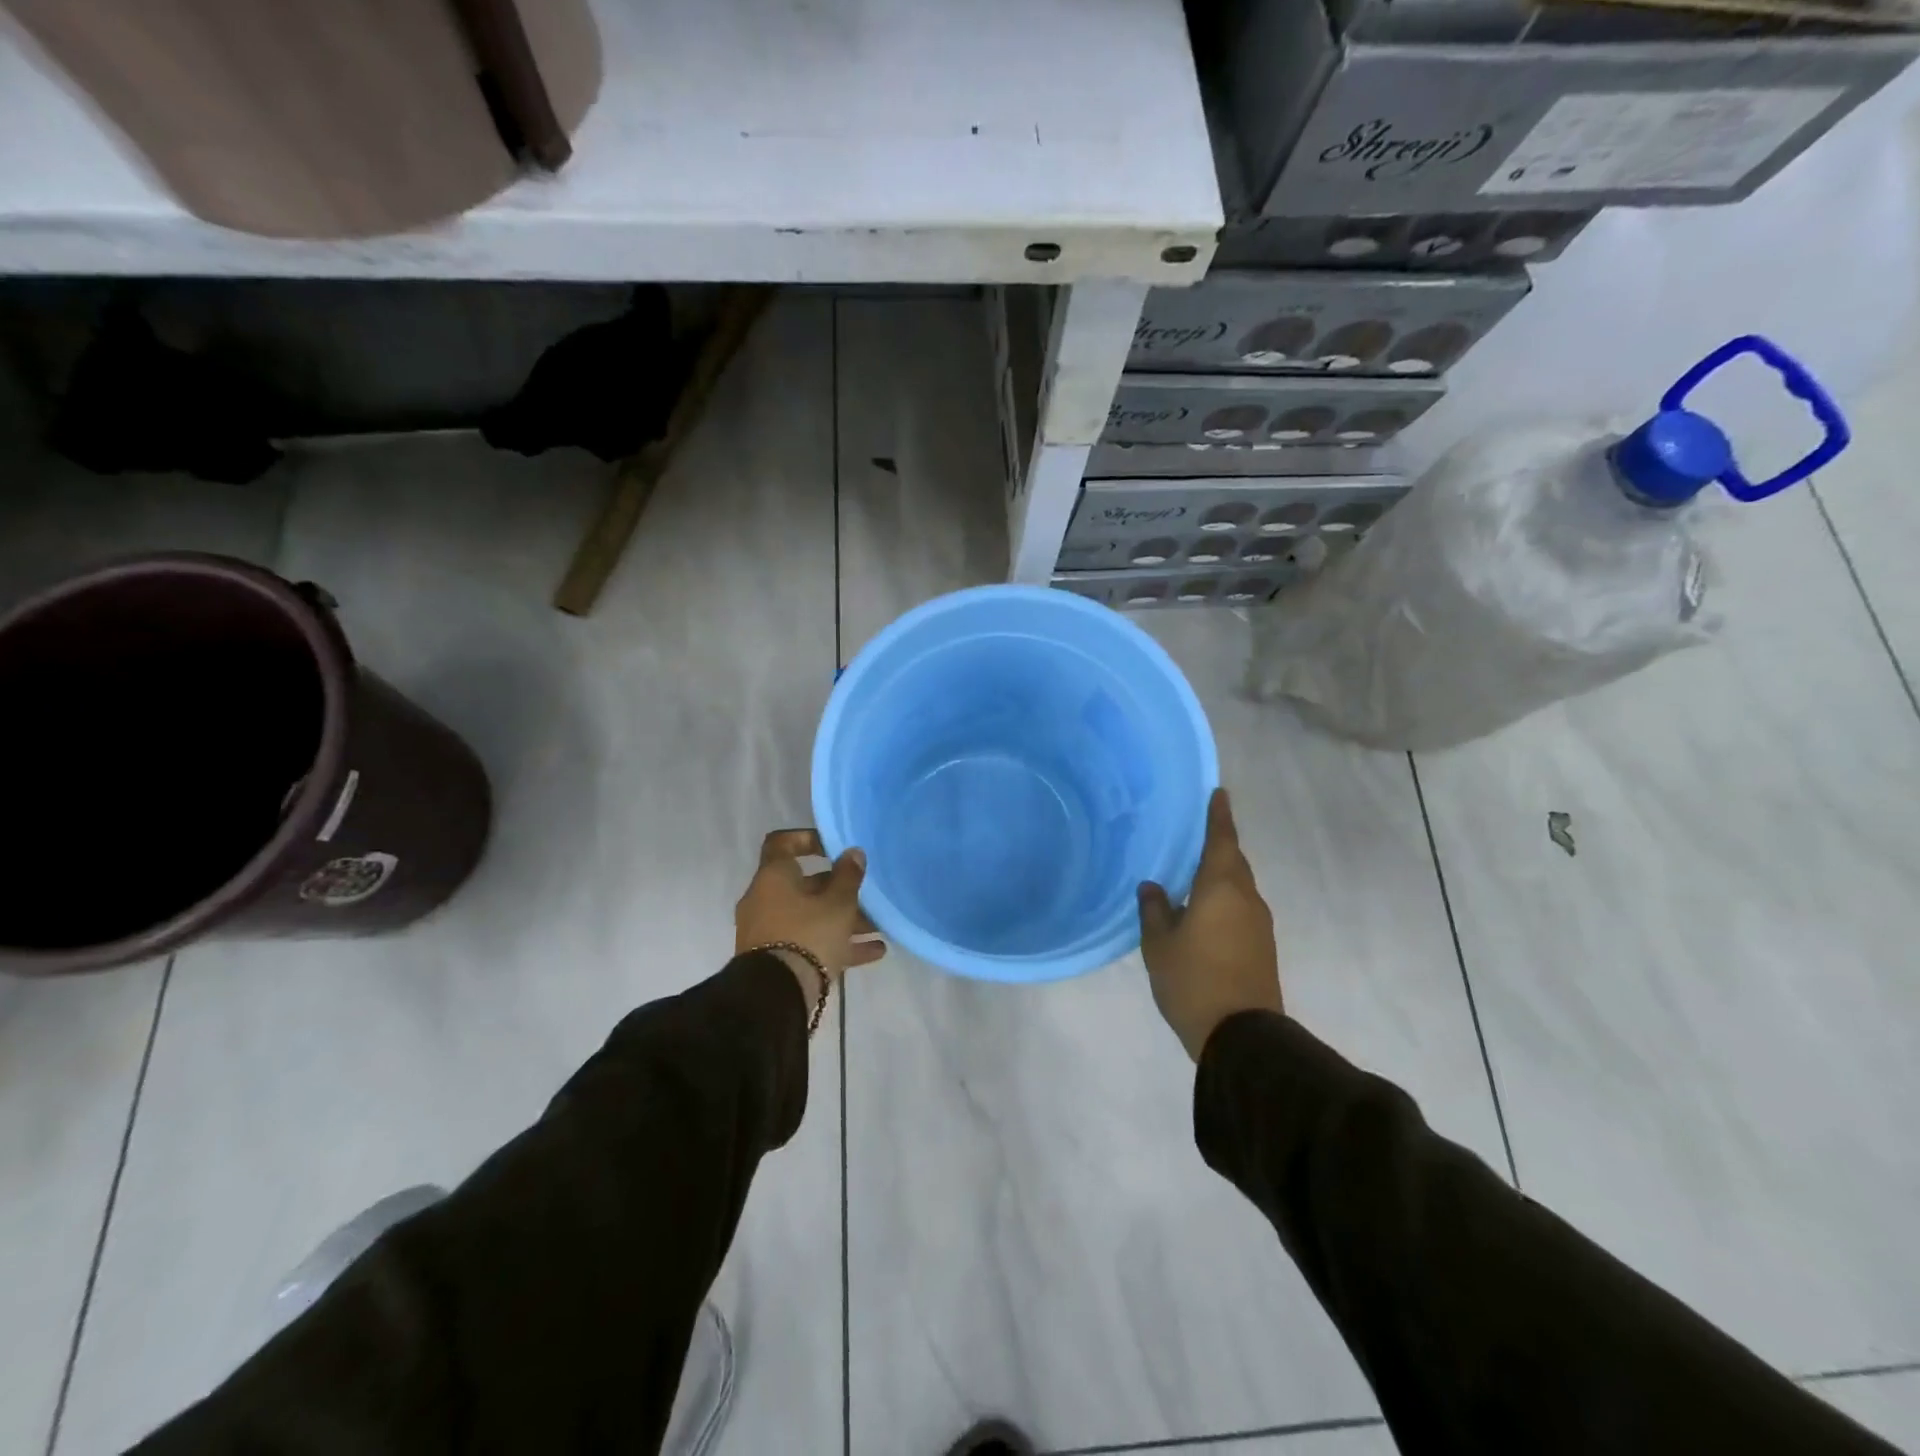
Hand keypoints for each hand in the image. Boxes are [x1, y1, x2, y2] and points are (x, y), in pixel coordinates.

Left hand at [736, 830, 885, 997]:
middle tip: (868, 895)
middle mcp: (766, 900)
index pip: (782, 843)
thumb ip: (848, 876)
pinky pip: (810, 944)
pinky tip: (875, 952)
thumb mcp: (838, 903)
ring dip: (844, 921)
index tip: (834, 847)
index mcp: (774, 877)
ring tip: (878, 927)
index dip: (808, 839)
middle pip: (806, 886)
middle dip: (840, 891)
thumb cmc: (808, 935)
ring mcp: (769, 932)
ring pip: (811, 917)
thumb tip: (853, 853)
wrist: (776, 996)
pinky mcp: (777, 959)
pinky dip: (839, 944)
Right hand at [1139, 789, 1282, 1060]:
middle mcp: (1246, 898)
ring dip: (1220, 874)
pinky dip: (1224, 899)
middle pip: (1233, 861)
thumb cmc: (1193, 980)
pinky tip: (1204, 909)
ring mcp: (1258, 924)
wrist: (1241, 1036)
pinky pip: (1240, 908)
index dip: (1219, 815)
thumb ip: (1155, 910)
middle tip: (1195, 834)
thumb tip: (1153, 886)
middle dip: (1218, 844)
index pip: (1222, 840)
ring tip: (1193, 872)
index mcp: (1221, 888)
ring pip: (1238, 886)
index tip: (1219, 793)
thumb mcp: (1159, 944)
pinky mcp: (1262, 946)